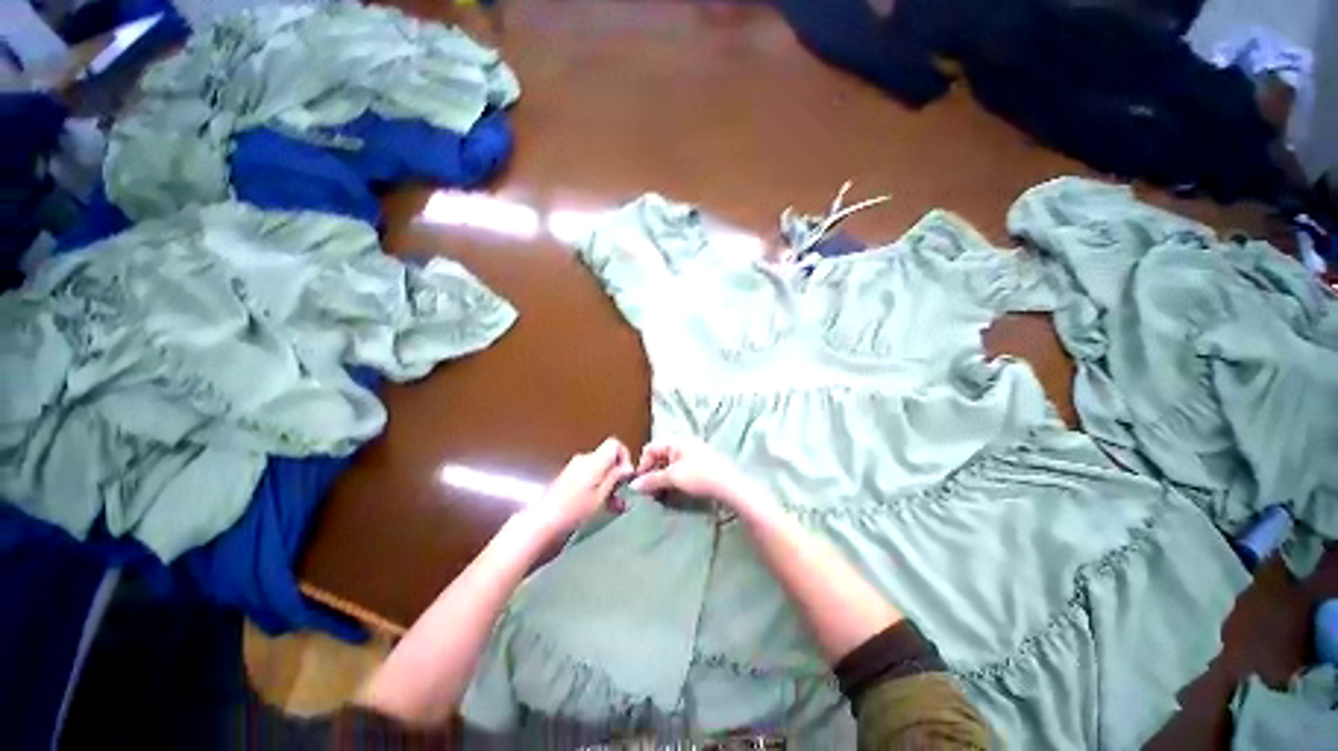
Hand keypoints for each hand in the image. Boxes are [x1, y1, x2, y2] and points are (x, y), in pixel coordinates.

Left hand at [526, 437, 633, 537]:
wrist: (541, 524)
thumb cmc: (573, 511)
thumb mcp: (601, 496)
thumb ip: (615, 478)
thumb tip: (628, 467)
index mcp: (593, 461)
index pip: (615, 444)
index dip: (625, 457)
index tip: (627, 477)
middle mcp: (583, 460)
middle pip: (608, 458)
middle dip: (618, 476)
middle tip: (622, 497)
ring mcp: (574, 469)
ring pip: (600, 469)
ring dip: (609, 485)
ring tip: (613, 507)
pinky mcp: (567, 479)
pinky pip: (589, 477)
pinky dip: (597, 488)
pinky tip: (599, 506)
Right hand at [630, 437, 761, 511]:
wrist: (729, 486)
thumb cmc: (699, 476)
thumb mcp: (672, 478)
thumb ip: (652, 480)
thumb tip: (634, 485)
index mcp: (676, 441)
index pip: (650, 448)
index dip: (643, 465)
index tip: (641, 484)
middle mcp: (683, 444)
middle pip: (660, 456)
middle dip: (652, 473)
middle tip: (650, 492)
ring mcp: (693, 454)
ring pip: (670, 465)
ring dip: (662, 479)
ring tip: (661, 495)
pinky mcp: (701, 466)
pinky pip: (680, 470)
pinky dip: (674, 480)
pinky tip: (674, 493)